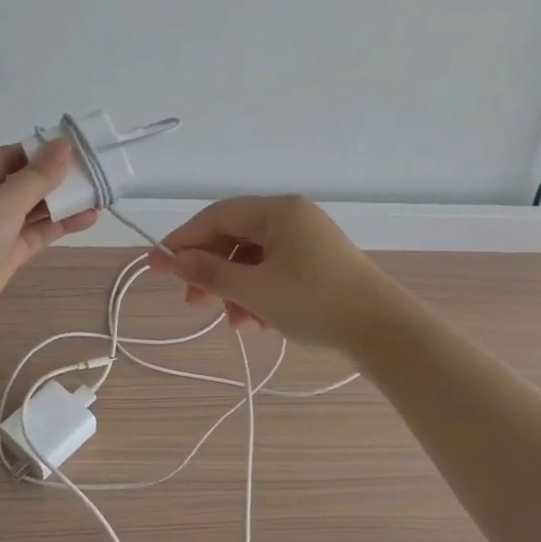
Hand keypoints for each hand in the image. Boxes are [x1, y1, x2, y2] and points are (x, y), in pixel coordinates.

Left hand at [0, 141, 99, 331]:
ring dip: (64, 203)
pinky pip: (36, 233)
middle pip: (25, 182)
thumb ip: (39, 175)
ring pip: (33, 209)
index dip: (45, 152)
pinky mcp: (6, 255)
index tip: (79, 150)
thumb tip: (64, 144)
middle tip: (97, 173)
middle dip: (59, 178)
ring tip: (100, 195)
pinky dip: (60, 225)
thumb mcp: (4, 198)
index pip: (13, 156)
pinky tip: (88, 218)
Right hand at [146, 195, 390, 349]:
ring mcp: (307, 241)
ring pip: (254, 260)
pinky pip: (275, 272)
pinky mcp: (317, 265)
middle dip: (211, 272)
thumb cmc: (313, 301)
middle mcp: (292, 218)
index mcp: (278, 211)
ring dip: (235, 290)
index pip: (218, 216)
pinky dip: (259, 294)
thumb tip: (169, 260)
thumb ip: (208, 273)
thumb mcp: (253, 289)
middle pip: (235, 238)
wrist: (382, 330)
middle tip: (192, 302)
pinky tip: (257, 323)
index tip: (158, 264)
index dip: (184, 240)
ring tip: (233, 323)